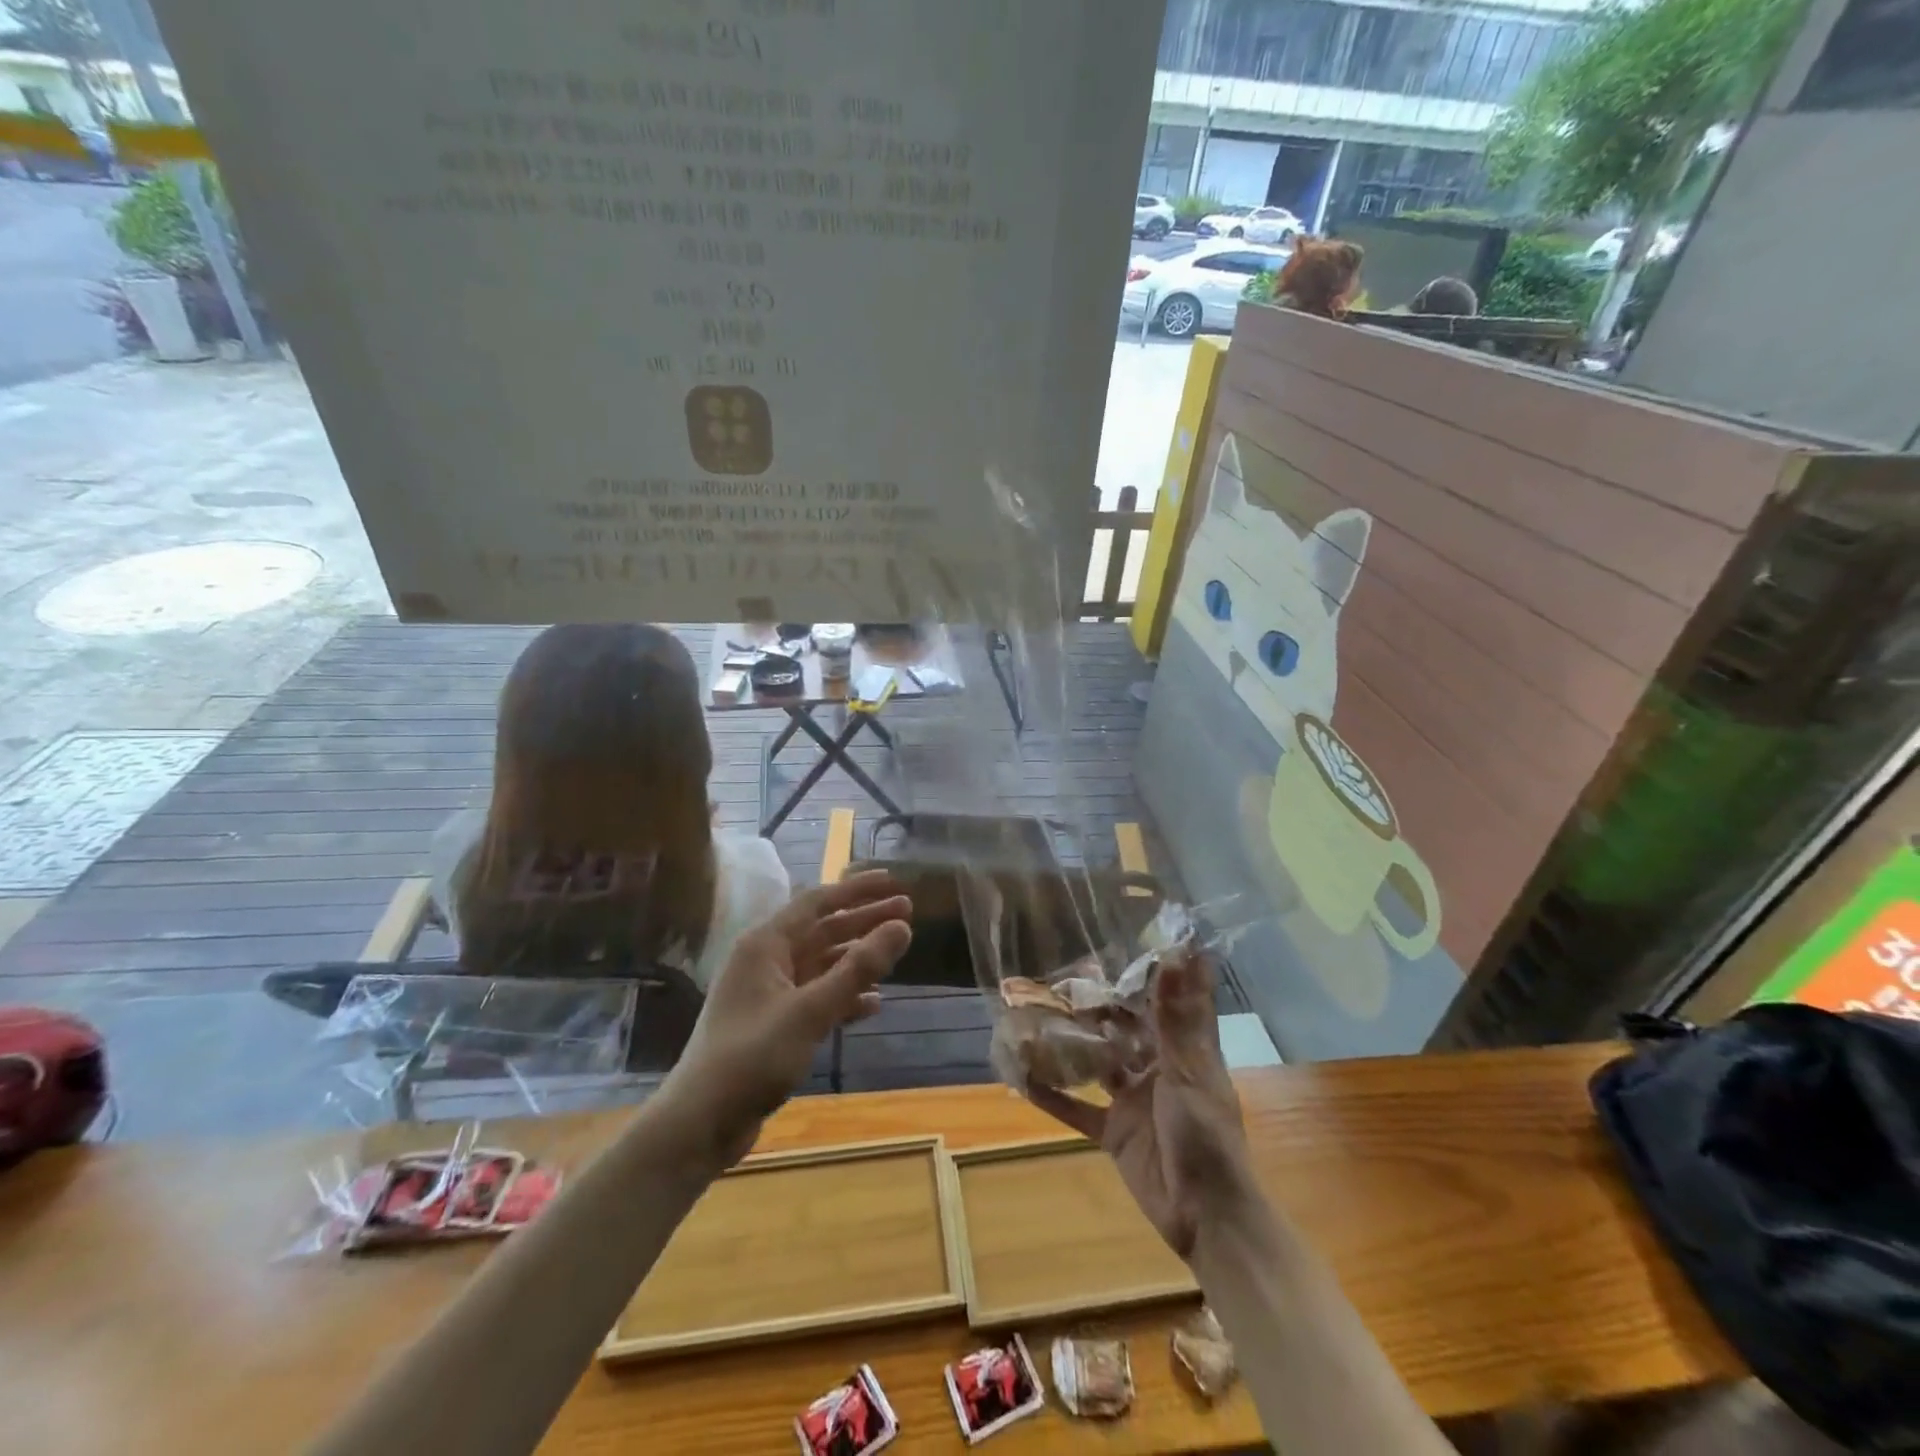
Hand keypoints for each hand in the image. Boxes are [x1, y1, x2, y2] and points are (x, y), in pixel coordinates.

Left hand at [667, 869, 910, 1167]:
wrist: (700, 1123)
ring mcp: (769, 993)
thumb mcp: (811, 1010)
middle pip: (823, 930)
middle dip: (864, 920)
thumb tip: (903, 927)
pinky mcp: (775, 1025)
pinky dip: (844, 996)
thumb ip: (858, 968)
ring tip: (897, 952)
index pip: (817, 901)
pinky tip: (873, 1003)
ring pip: (822, 964)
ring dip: (858, 958)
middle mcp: (766, 960)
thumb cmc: (753, 1057)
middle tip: (907, 912)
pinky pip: (817, 997)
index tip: (893, 881)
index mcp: (765, 944)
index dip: (857, 889)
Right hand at [1028, 950, 1252, 1259]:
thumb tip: (1177, 954)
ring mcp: (1132, 1101)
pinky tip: (1022, 1077)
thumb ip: (1176, 1016)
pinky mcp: (1113, 1132)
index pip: (1166, 1002)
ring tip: (1036, 1014)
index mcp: (1183, 1052)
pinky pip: (1077, 1109)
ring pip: (1096, 1063)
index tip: (1124, 940)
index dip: (1149, 974)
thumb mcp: (1189, 1072)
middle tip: (1062, 974)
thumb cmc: (1206, 1137)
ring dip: (1071, 1045)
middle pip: (1123, 1030)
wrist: (1206, 1217)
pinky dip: (1052, 1096)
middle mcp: (1156, 1069)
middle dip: (1098, 1006)